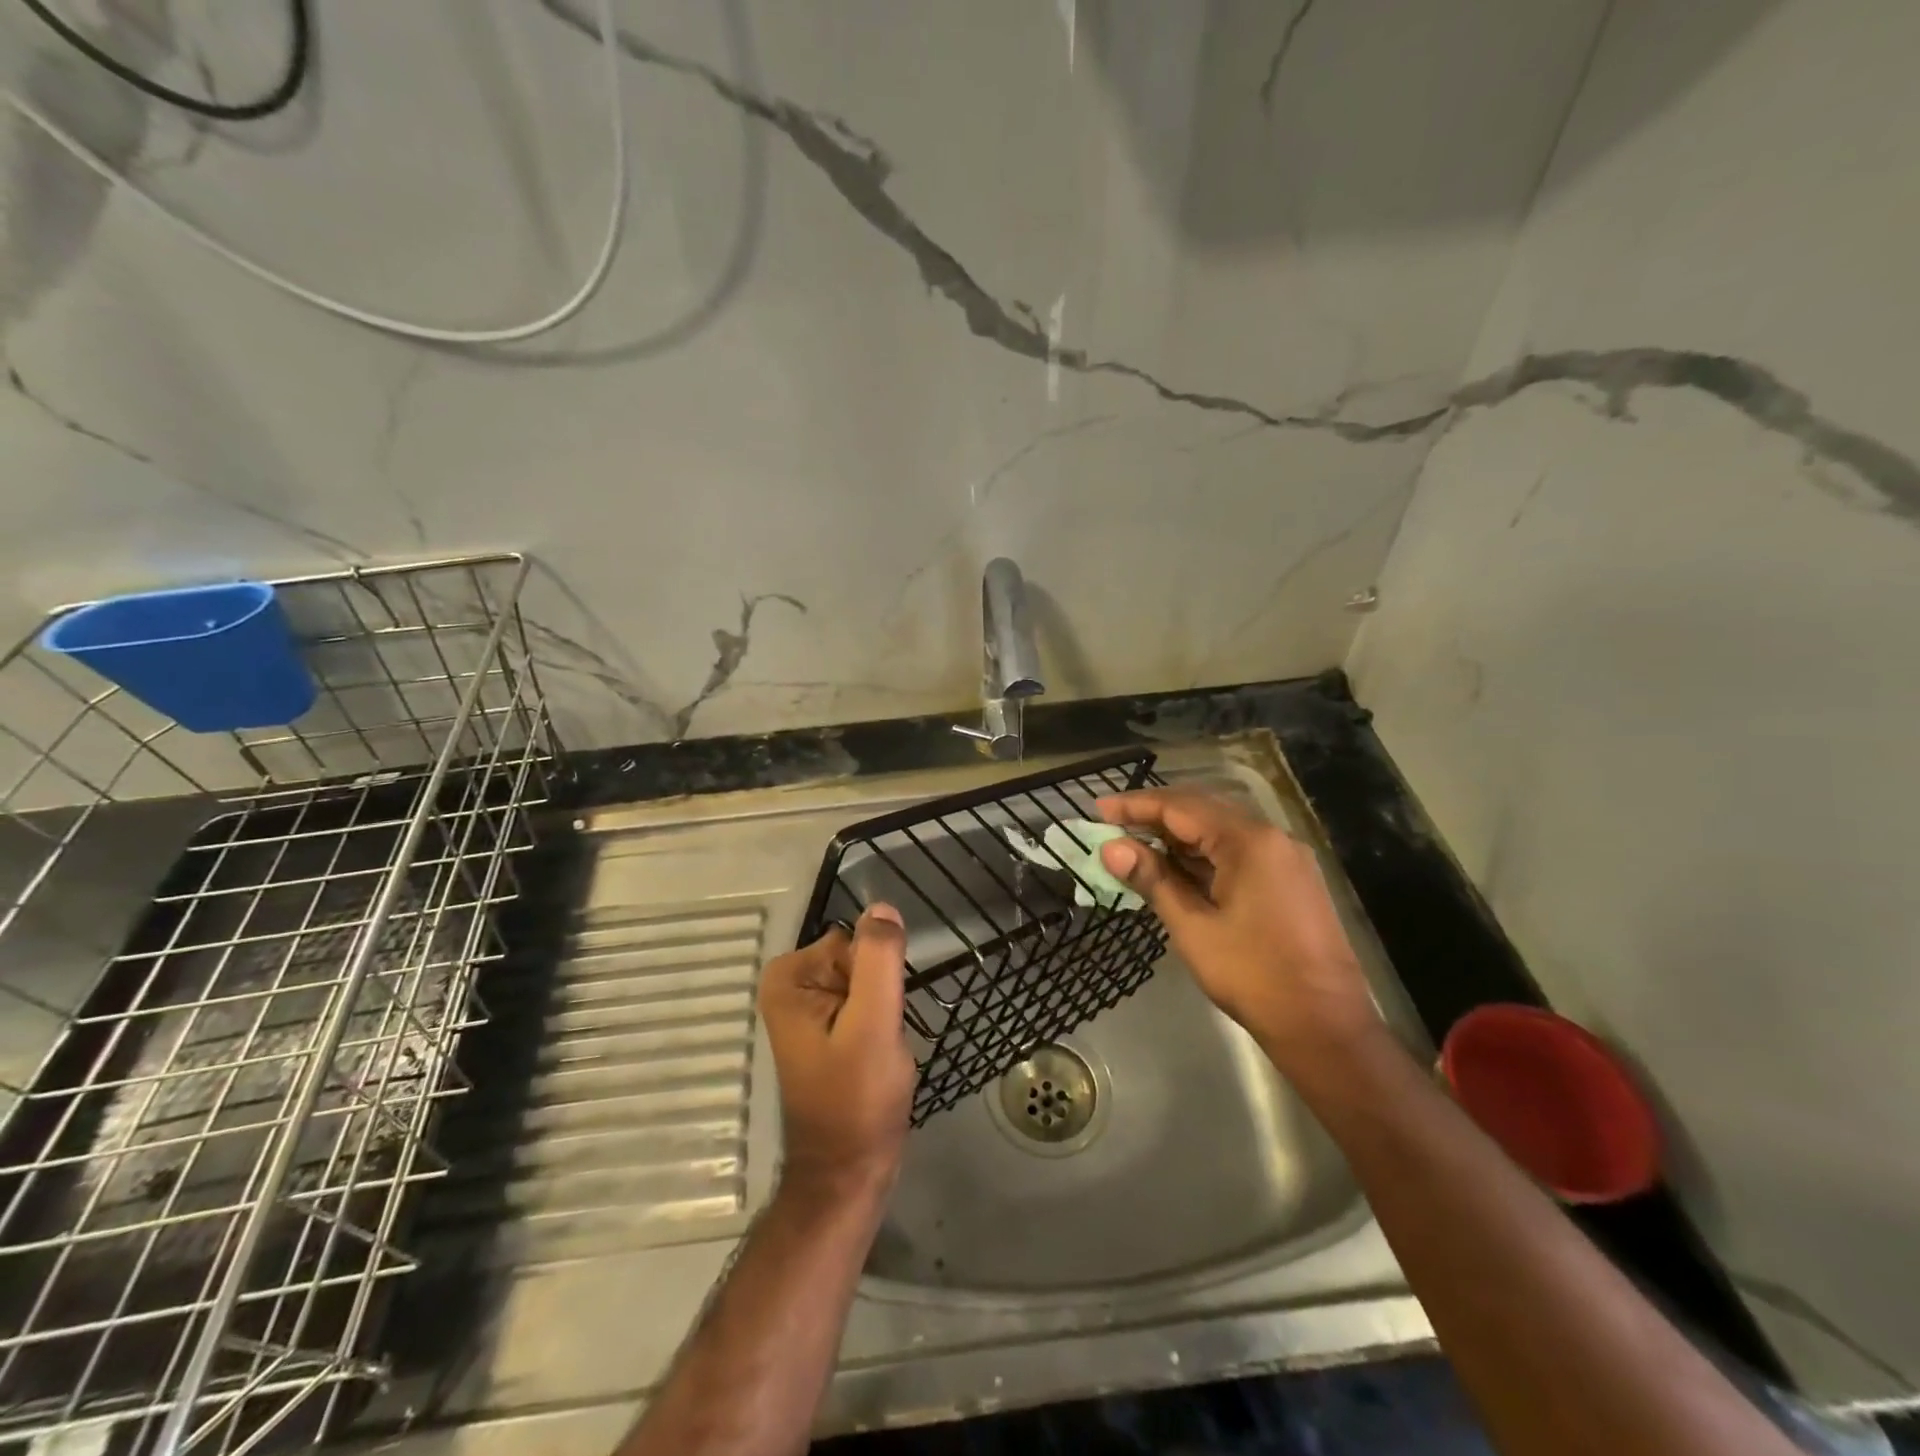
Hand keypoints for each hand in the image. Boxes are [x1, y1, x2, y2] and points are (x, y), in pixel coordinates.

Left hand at [758, 905, 915, 1204]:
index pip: (853, 941)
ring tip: (877, 1050)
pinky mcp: (829, 1027)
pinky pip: (867, 1001)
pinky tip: (876, 1056)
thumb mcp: (873, 1023)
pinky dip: (881, 1023)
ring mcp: (809, 1007)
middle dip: (880, 992)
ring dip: (883, 1010)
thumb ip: (878, 959)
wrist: (850, 1171)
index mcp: (788, 977)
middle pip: (859, 957)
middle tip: (877, 1038)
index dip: (875, 976)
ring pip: (869, 979)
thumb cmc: (857, 1099)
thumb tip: (882, 907)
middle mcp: (792, 985)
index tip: (876, 1016)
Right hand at [1097, 788, 1379, 1063]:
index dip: (1136, 805)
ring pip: (1221, 830)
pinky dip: (1203, 854)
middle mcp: (1271, 837)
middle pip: (1203, 810)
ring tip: (1137, 846)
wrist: (1325, 1026)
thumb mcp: (1193, 927)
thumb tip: (1110, 849)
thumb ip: (1152, 880)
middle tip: (1113, 824)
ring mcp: (1285, 858)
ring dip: (1178, 836)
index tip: (1099, 809)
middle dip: (1155, 815)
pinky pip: (1238, 851)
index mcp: (1248, 841)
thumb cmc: (1253, 976)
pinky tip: (1177, 868)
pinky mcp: (1290, 879)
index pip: (1180, 807)